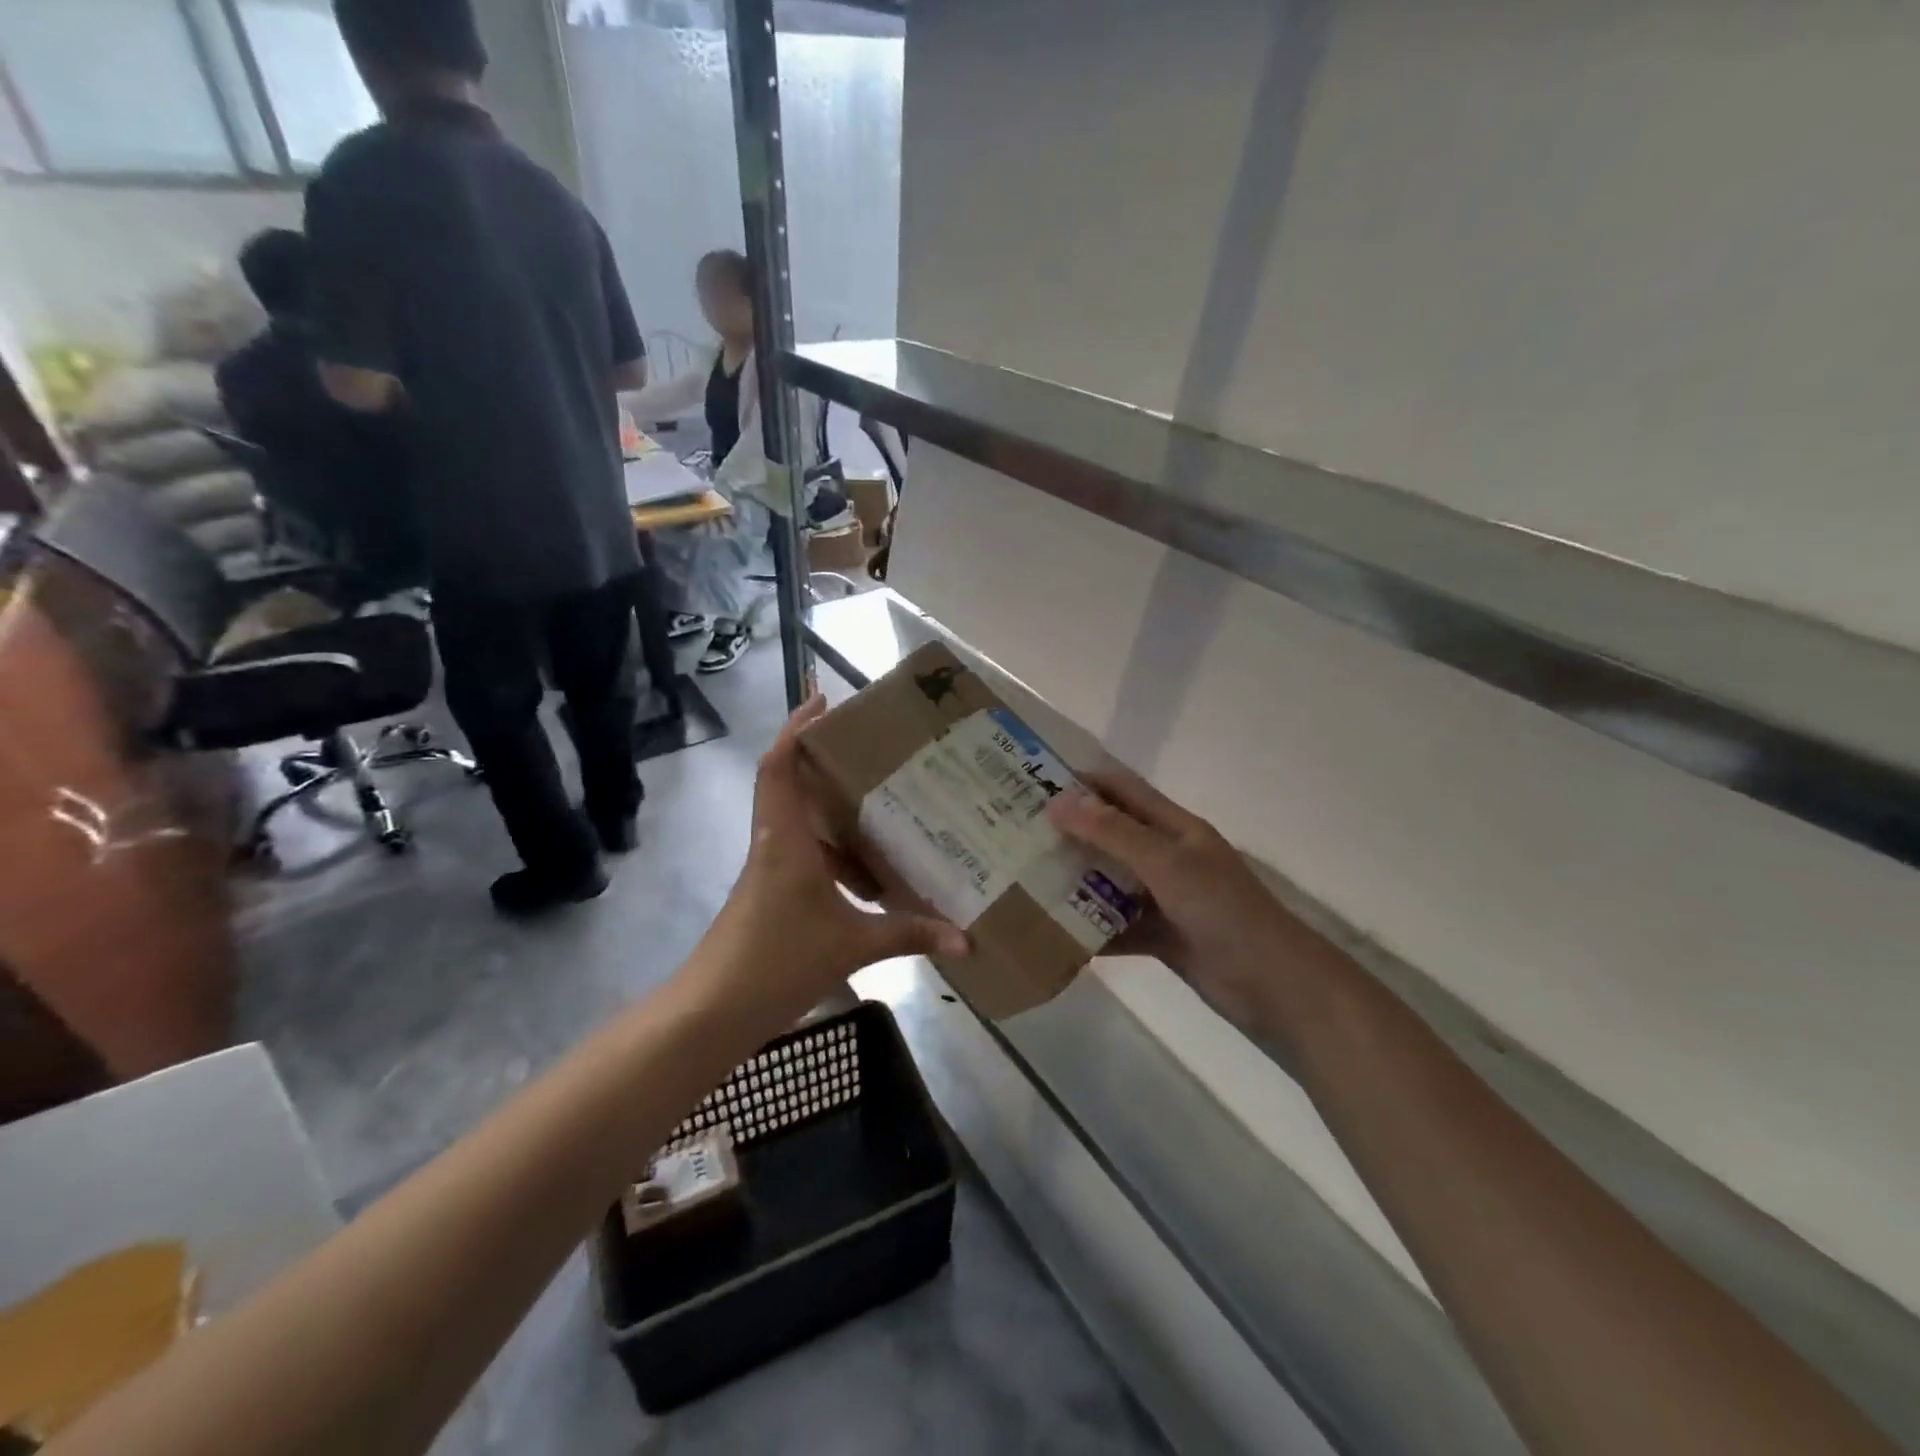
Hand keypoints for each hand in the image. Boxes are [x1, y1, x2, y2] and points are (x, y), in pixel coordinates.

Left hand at [704, 698, 967, 1016]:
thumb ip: (909, 935)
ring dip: (835, 815)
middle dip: (826, 763)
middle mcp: (775, 845)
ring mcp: (771, 872)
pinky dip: (837, 858)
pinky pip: (808, 859)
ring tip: (885, 811)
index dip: (797, 728)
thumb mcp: (853, 945)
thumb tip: (965, 938)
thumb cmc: (776, 961)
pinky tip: (872, 880)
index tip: (823, 700)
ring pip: (802, 825)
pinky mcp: (772, 897)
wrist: (711, 1014)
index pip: (780, 766)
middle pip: (791, 785)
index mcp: (786, 839)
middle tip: (874, 753)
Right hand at [1049, 769, 1338, 1046]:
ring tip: (1023, 879)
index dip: (1082, 781)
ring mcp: (1162, 898)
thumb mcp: (1166, 863)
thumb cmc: (1222, 910)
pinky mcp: (1159, 935)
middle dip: (1068, 832)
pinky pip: (1115, 924)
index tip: (1032, 782)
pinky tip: (1051, 931)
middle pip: (1110, 835)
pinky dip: (1089, 927)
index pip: (1122, 790)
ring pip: (1109, 881)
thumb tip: (1059, 801)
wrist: (1272, 984)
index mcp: (1174, 828)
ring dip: (1074, 881)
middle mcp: (1166, 856)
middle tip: (1016, 834)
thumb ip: (1113, 833)